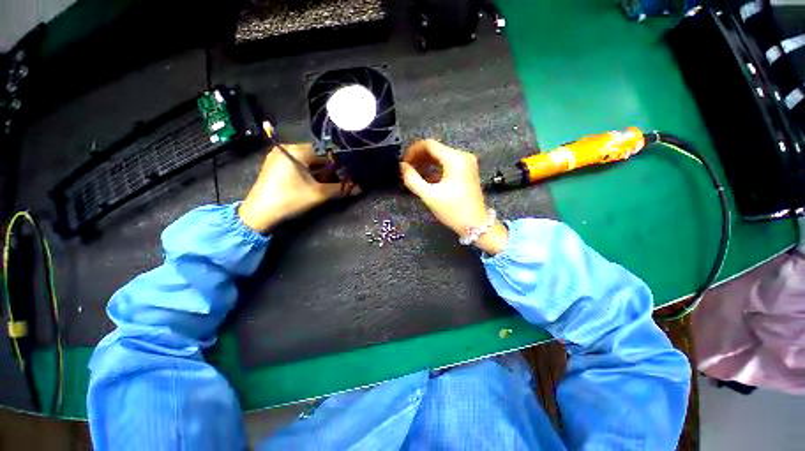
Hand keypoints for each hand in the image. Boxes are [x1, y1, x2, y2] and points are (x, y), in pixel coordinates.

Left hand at [238, 143, 355, 232]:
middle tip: (340, 181)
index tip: (348, 173)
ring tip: (329, 184)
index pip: (325, 151)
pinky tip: (315, 184)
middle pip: (316, 156)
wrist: (258, 214)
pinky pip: (298, 165)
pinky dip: (309, 173)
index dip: (339, 162)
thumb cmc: (289, 199)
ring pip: (307, 161)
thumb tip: (359, 188)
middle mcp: (286, 148)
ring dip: (320, 172)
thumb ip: (340, 189)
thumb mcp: (318, 194)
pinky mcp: (275, 166)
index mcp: (296, 150)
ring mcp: (278, 157)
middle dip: (329, 169)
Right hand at [400, 140, 507, 254]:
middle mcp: (462, 156)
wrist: (476, 224)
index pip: (429, 144)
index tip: (403, 162)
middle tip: (406, 169)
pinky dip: (435, 168)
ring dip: (426, 163)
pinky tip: (425, 177)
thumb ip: (412, 179)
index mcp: (455, 159)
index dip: (413, 150)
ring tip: (413, 174)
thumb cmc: (453, 210)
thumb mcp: (429, 195)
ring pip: (441, 156)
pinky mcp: (467, 171)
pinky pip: (447, 164)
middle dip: (418, 157)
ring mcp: (466, 163)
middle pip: (435, 149)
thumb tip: (402, 166)